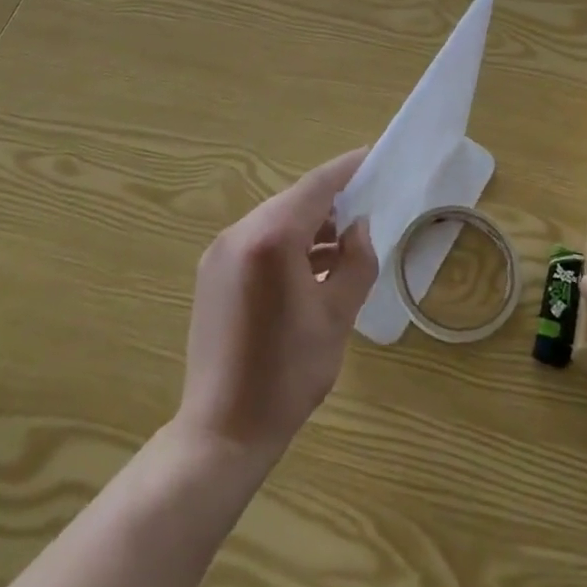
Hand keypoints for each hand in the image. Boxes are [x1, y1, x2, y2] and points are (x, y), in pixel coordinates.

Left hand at [177, 148, 378, 460]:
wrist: (222, 431)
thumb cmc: (287, 375)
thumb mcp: (337, 316)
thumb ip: (357, 262)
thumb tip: (359, 227)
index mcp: (271, 238)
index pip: (317, 186)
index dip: (347, 169)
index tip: (373, 156)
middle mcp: (240, 233)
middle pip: (294, 200)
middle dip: (331, 199)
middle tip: (367, 204)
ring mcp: (220, 251)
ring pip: (275, 220)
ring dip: (310, 224)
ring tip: (346, 241)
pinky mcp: (212, 272)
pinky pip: (258, 241)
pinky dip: (287, 243)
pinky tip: (313, 265)